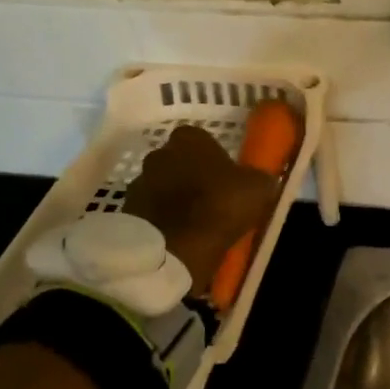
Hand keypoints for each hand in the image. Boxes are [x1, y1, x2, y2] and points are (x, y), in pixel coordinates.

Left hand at [121, 126, 279, 295]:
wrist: (174, 249)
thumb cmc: (220, 207)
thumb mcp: (258, 189)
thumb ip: (260, 178)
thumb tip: (262, 179)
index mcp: (189, 139)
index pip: (200, 139)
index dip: (213, 157)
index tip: (225, 176)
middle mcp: (159, 153)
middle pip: (177, 161)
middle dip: (189, 175)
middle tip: (209, 198)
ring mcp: (138, 182)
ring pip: (161, 186)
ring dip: (173, 198)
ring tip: (192, 222)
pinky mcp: (127, 211)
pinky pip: (149, 211)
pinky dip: (160, 220)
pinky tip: (177, 236)